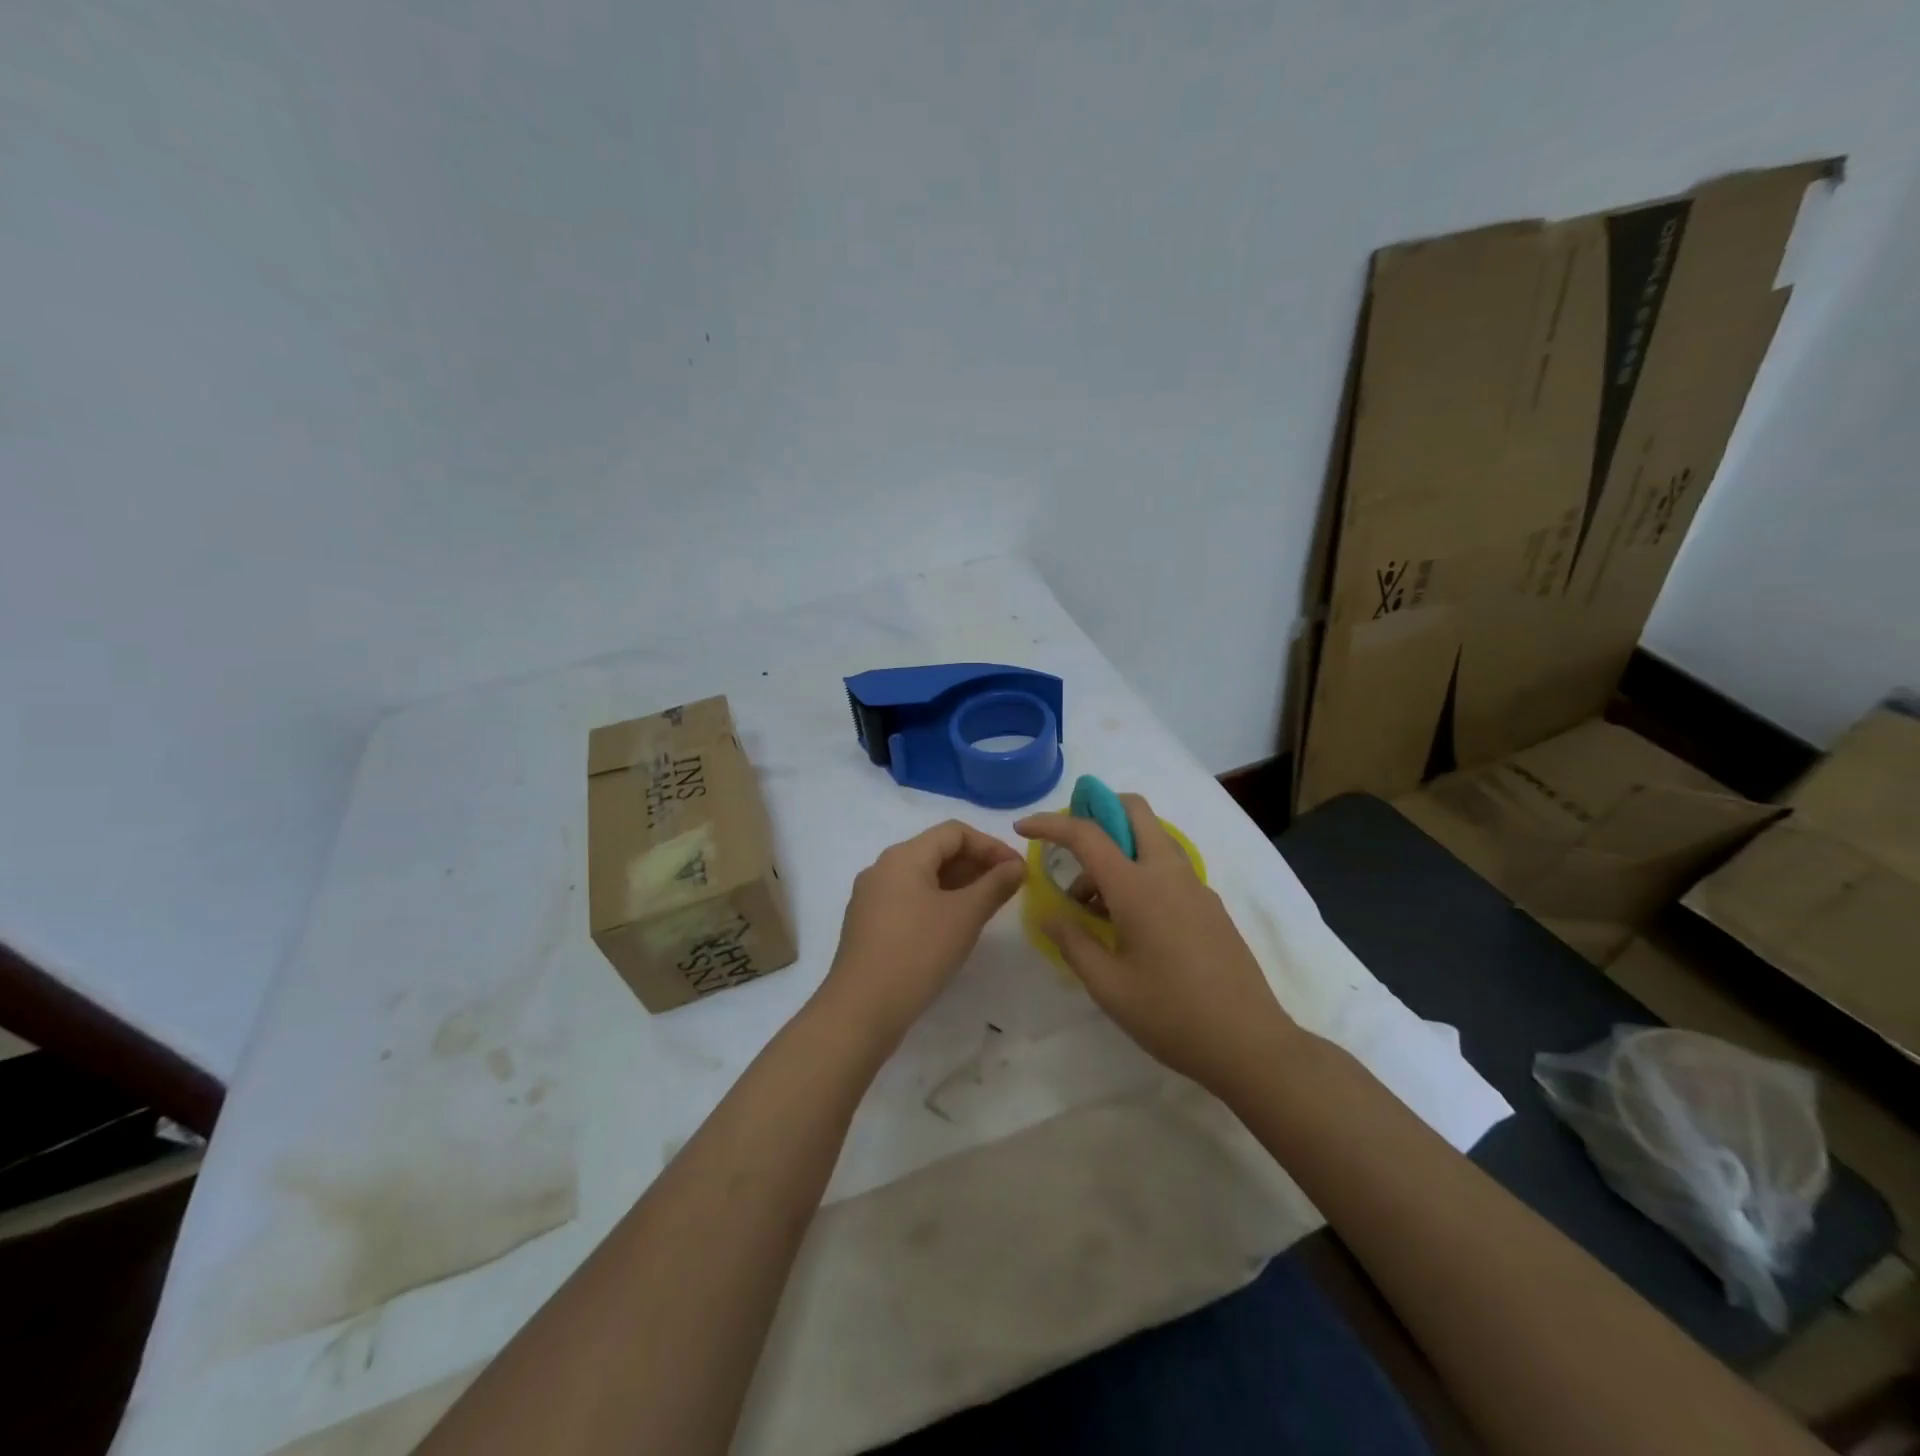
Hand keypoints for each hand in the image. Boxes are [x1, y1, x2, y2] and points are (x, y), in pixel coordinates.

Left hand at [816, 820, 1026, 1048]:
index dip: (991, 845)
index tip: (1018, 869)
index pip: (954, 832)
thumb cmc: (917, 953)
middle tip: (1008, 887)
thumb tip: (1016, 867)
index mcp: (903, 856)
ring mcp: (871, 896)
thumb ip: (994, 886)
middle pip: (936, 851)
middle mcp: (882, 868)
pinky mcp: (868, 923)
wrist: (861, 1009)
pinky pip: (908, 898)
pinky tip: (954, 926)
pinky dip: (937, 901)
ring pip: (923, 876)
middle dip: (976, 864)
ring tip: (987, 905)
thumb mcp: (964, 917)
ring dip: (958, 884)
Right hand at [1014, 794, 1298, 1094]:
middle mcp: (1168, 873)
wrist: (1250, 1044)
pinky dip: (1139, 872)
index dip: (1050, 823)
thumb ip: (1072, 942)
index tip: (1023, 828)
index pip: (1087, 834)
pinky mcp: (1209, 905)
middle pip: (1134, 810)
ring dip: (1117, 849)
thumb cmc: (1172, 1015)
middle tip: (1070, 846)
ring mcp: (1194, 886)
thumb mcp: (1108, 986)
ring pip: (1150, 839)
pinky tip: (1127, 923)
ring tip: (1092, 905)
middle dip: (1097, 810)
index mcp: (1138, 887)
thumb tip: (1047, 913)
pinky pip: (1166, 867)